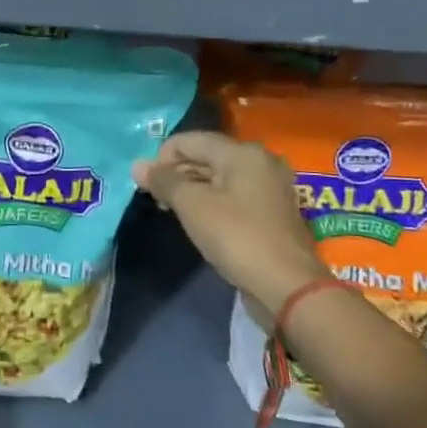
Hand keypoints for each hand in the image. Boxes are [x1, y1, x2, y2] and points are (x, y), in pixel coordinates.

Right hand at [133, 131, 325, 310]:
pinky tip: (200, 221)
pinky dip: (213, 202)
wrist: (288, 287)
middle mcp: (260, 161)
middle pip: (206, 156)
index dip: (162, 157)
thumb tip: (138, 165)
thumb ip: (164, 181)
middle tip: (157, 199)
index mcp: (242, 152)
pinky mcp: (274, 212)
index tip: (146, 184)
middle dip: (177, 173)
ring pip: (220, 177)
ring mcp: (271, 187)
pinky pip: (234, 195)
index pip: (190, 140)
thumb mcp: (192, 206)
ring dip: (193, 189)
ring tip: (173, 211)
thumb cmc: (237, 237)